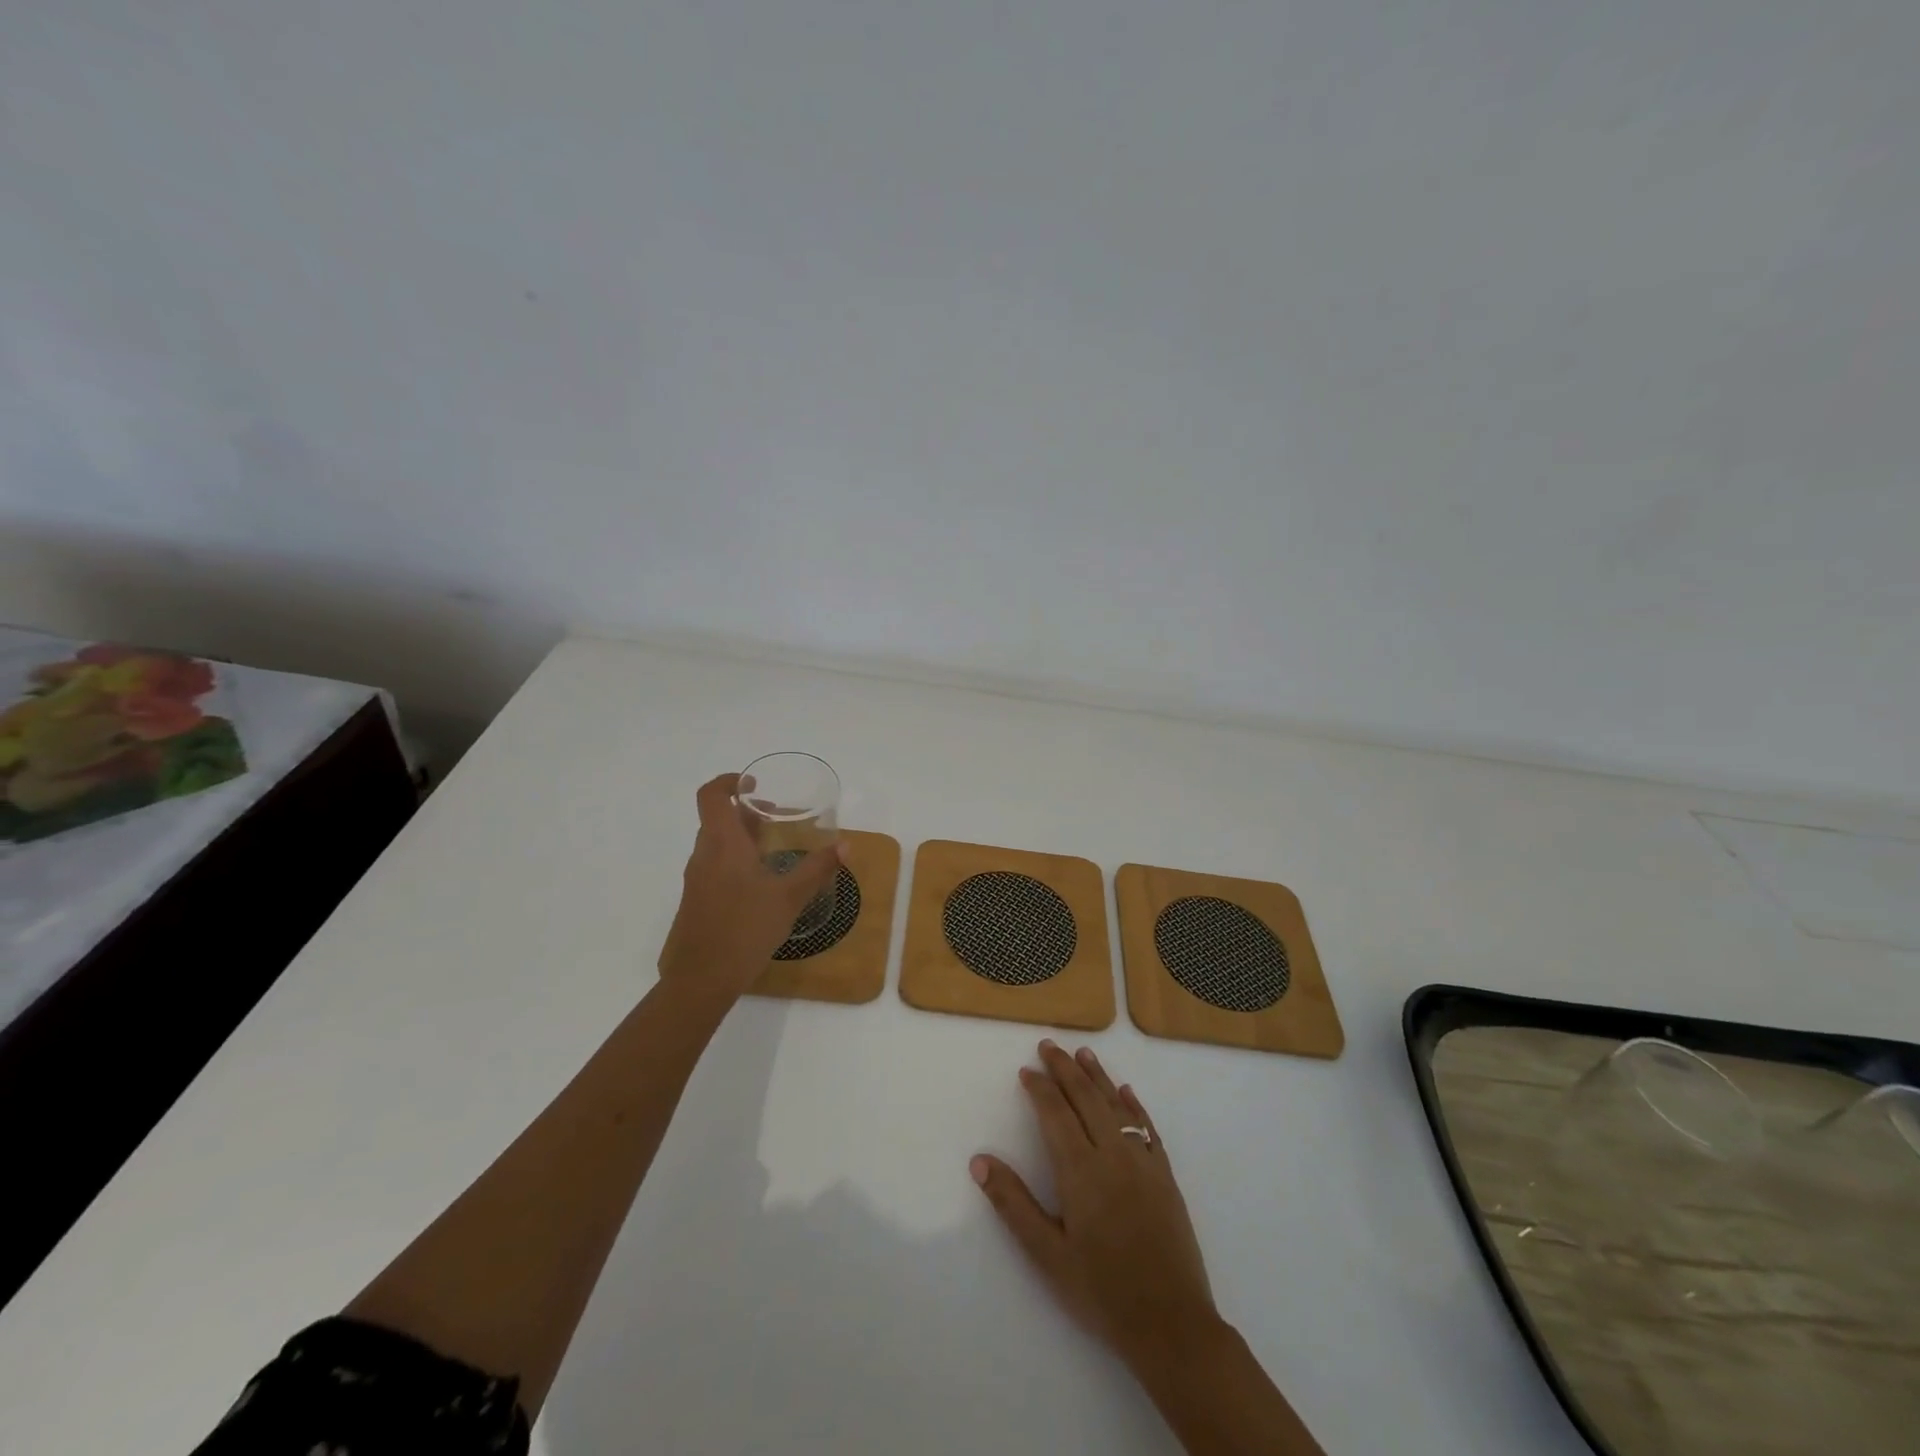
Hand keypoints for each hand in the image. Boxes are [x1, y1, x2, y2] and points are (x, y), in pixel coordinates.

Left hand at [658, 772, 843, 998]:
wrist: (700, 980)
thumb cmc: (745, 929)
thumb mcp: (789, 897)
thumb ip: (817, 868)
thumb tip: (845, 845)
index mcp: (723, 844)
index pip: (712, 795)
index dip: (729, 781)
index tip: (755, 784)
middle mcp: (704, 855)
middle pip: (717, 819)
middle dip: (745, 812)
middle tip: (776, 817)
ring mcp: (696, 880)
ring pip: (715, 844)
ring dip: (741, 837)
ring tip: (772, 849)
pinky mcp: (696, 901)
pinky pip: (714, 866)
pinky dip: (734, 860)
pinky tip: (760, 884)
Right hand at [971, 1041, 1220, 1375]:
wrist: (1171, 1325)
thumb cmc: (1102, 1292)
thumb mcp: (1047, 1255)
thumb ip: (1012, 1203)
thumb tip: (979, 1161)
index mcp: (1080, 1170)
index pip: (1055, 1113)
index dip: (1040, 1088)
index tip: (1026, 1070)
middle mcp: (1112, 1154)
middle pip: (1086, 1098)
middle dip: (1065, 1069)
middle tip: (1048, 1046)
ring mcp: (1143, 1162)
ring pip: (1117, 1105)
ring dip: (1097, 1076)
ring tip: (1083, 1053)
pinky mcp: (1166, 1176)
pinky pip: (1147, 1127)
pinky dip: (1133, 1105)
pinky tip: (1126, 1092)